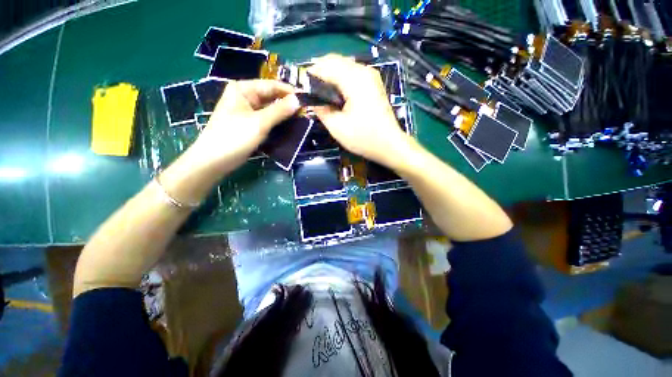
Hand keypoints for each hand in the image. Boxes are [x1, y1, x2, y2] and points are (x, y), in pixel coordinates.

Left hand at [188, 79, 299, 175]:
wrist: (215, 160)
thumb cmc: (234, 137)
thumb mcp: (259, 122)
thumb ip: (279, 110)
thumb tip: (298, 100)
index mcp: (243, 90)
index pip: (271, 85)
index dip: (289, 92)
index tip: (307, 99)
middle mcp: (246, 97)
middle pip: (271, 97)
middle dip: (288, 104)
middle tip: (307, 111)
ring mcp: (248, 112)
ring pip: (271, 109)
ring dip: (285, 114)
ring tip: (302, 118)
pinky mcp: (250, 125)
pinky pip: (268, 120)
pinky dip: (278, 122)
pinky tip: (290, 126)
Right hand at [308, 55, 411, 167]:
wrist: (390, 145)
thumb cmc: (364, 138)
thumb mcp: (337, 127)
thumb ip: (321, 110)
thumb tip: (311, 100)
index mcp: (354, 79)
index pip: (325, 65)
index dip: (309, 74)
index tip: (300, 89)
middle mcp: (363, 71)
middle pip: (334, 61)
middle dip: (318, 73)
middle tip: (310, 92)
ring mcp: (370, 76)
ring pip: (343, 66)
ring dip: (329, 76)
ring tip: (320, 95)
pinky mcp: (373, 84)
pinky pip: (351, 74)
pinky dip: (340, 80)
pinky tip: (335, 95)